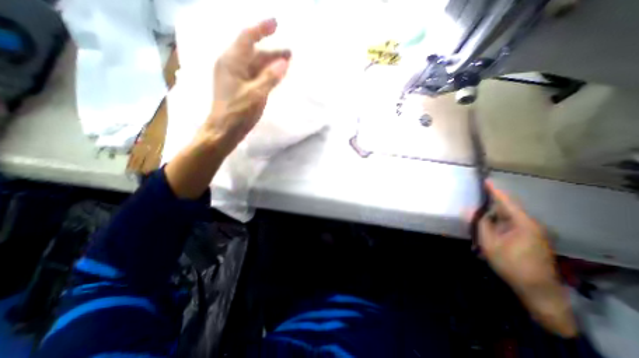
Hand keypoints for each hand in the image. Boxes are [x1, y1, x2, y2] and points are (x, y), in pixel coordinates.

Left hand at [202, 18, 291, 152]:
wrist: (224, 130)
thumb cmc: (239, 112)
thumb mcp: (256, 94)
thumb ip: (270, 77)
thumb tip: (283, 62)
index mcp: (232, 61)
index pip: (247, 37)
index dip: (262, 29)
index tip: (276, 23)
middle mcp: (231, 65)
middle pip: (253, 52)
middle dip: (271, 51)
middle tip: (290, 53)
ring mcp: (233, 77)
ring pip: (254, 65)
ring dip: (269, 63)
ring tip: (286, 64)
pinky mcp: (237, 88)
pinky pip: (253, 75)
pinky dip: (265, 74)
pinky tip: (274, 77)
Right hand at [480, 181, 580, 338]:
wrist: (537, 289)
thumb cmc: (511, 264)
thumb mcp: (489, 243)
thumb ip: (479, 224)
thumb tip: (468, 209)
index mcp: (523, 223)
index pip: (507, 202)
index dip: (495, 190)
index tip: (485, 180)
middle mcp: (530, 224)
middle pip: (508, 208)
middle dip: (492, 202)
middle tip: (477, 195)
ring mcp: (532, 232)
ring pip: (509, 217)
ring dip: (494, 214)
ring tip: (479, 210)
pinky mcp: (530, 239)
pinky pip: (511, 224)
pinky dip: (498, 222)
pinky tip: (489, 225)